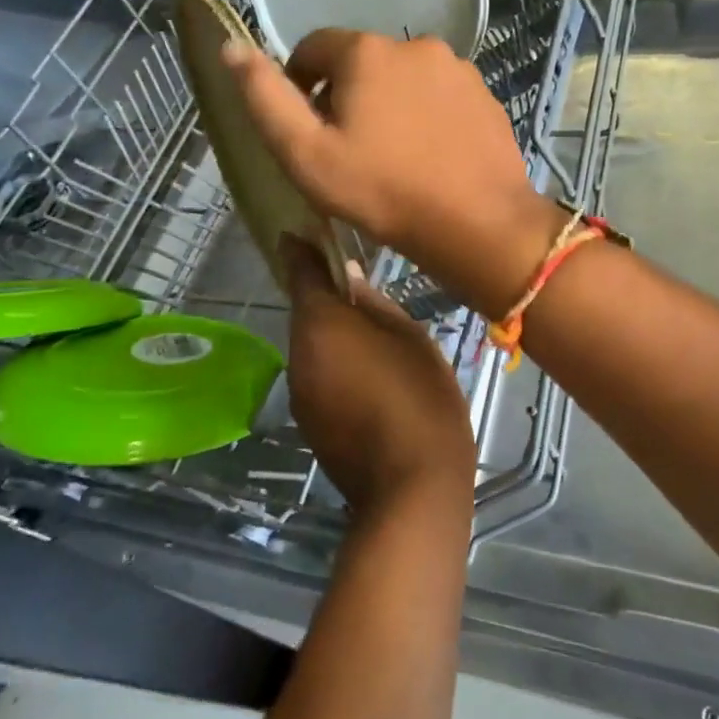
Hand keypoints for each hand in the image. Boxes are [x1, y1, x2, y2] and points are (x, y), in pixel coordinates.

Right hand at [224, 31, 566, 316]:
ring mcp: (457, 68)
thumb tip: (232, 47)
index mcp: (367, 51)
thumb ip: (265, 98)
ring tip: (391, 157)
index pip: (313, 47)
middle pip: (361, 62)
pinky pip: (439, 96)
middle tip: (348, 150)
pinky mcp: (483, 95)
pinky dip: (426, 116)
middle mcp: (415, 44)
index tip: (307, 128)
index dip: (300, 84)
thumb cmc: (382, 190)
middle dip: (345, 95)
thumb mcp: (306, 153)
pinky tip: (428, 156)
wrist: (478, 223)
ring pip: (403, 79)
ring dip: (389, 105)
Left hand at [281, 236, 476, 516]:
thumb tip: (348, 276)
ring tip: (370, 332)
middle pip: (305, 312)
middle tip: (357, 284)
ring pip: (311, 345)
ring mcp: (298, 392)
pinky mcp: (307, 422)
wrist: (410, 487)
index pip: (300, 273)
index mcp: (321, 325)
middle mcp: (298, 354)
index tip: (304, 231)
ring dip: (331, 333)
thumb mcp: (410, 338)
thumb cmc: (419, 399)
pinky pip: (316, 375)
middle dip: (324, 295)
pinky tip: (366, 373)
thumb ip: (374, 303)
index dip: (302, 250)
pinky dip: (333, 364)